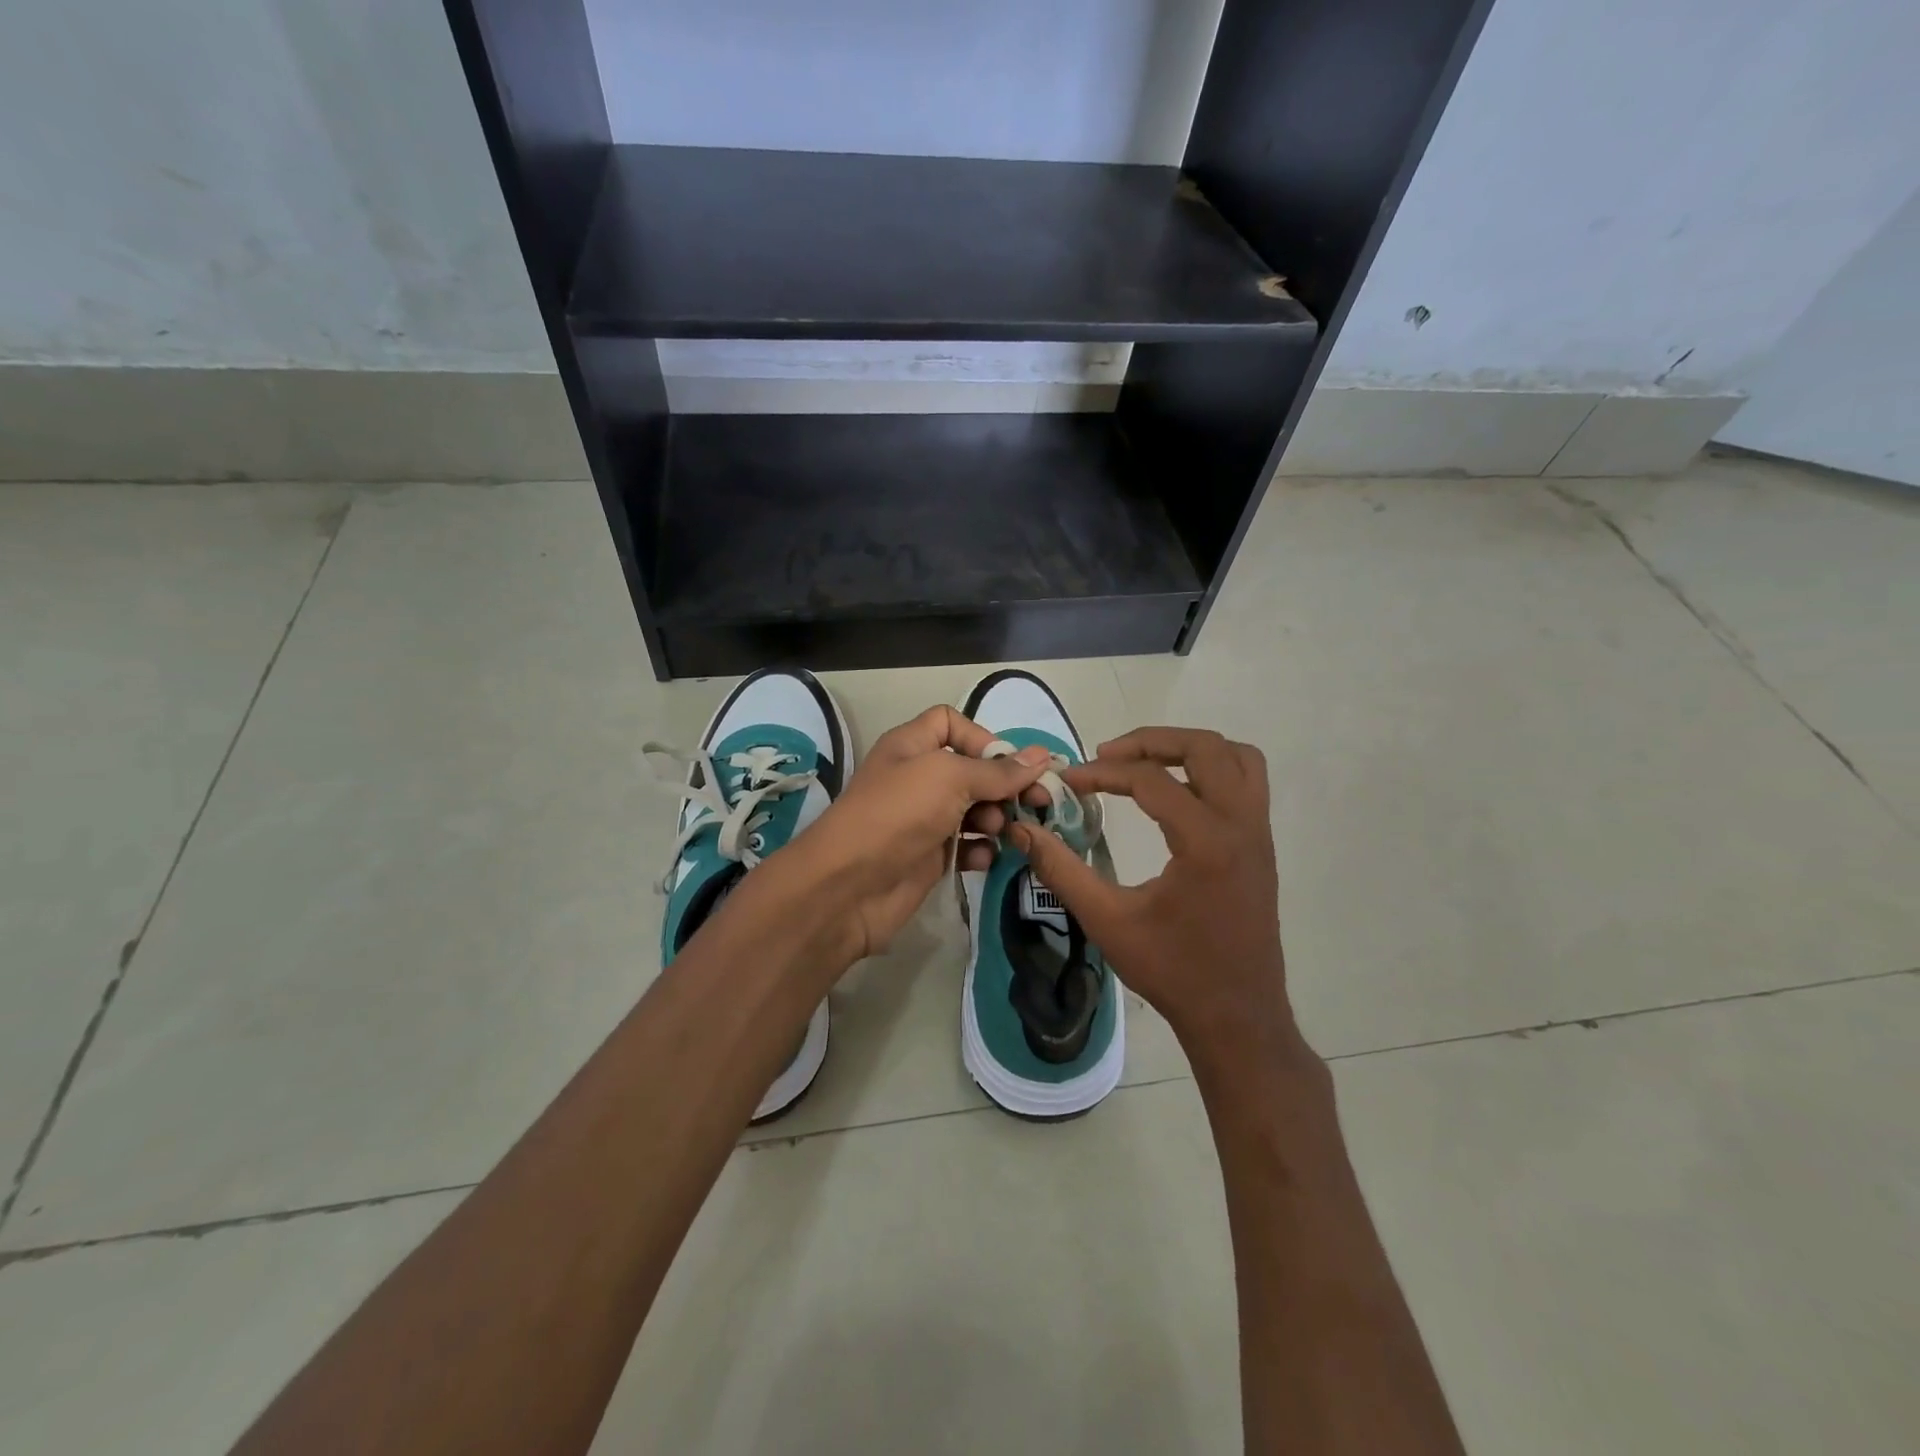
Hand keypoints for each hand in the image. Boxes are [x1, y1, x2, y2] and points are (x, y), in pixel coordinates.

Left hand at [796, 706, 1051, 960]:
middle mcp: (919, 778)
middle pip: (973, 770)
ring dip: (996, 819)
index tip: (1009, 764)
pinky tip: (983, 859)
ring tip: (1002, 831)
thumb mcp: (948, 778)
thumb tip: (1041, 756)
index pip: (951, 723)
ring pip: (975, 810)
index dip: (982, 738)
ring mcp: (924, 819)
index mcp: (912, 746)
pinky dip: (980, 850)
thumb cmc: (897, 814)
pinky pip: (967, 846)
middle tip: (1037, 802)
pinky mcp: (930, 857)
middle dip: (1004, 785)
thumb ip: (997, 771)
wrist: (848, 886)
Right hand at [1008, 727, 1311, 1070]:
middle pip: (1204, 748)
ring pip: (1236, 757)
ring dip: (1189, 749)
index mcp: (1206, 842)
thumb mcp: (1107, 921)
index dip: (1102, 773)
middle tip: (1107, 755)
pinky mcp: (1262, 846)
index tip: (1068, 780)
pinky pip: (1248, 782)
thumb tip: (1023, 831)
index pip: (1151, 780)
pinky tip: (1178, 793)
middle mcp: (1241, 825)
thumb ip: (1062, 870)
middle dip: (1151, 742)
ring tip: (1146, 764)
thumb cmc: (1172, 971)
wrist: (1237, 1017)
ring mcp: (1259, 834)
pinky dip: (1213, 770)